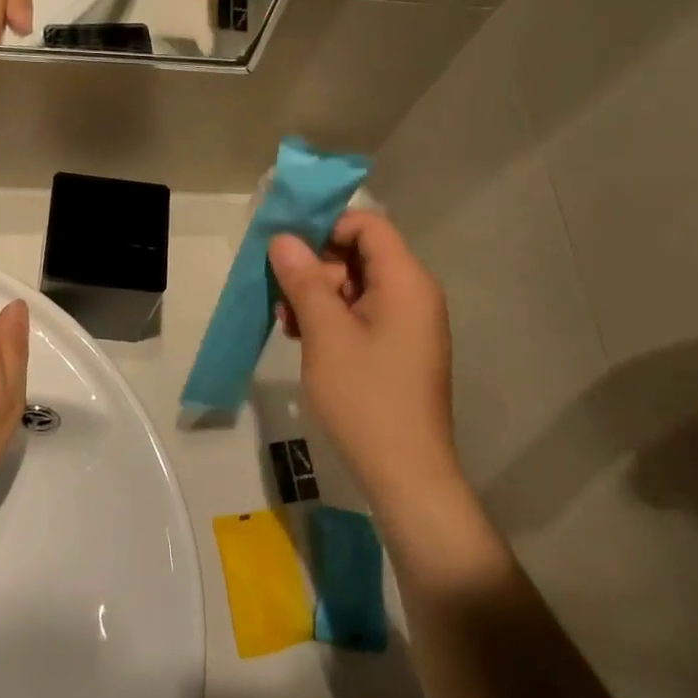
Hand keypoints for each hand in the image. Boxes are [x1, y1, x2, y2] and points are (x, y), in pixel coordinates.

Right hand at [267, 211, 458, 514]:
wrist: (405, 473)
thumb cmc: (365, 396)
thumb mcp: (325, 333)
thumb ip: (304, 279)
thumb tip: (283, 239)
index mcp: (406, 281)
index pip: (368, 225)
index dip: (326, 228)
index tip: (288, 251)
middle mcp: (414, 294)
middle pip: (360, 255)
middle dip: (316, 270)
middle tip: (282, 299)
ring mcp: (409, 324)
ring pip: (356, 287)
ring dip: (318, 297)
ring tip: (288, 325)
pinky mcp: (400, 349)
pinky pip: (363, 315)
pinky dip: (333, 320)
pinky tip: (306, 341)